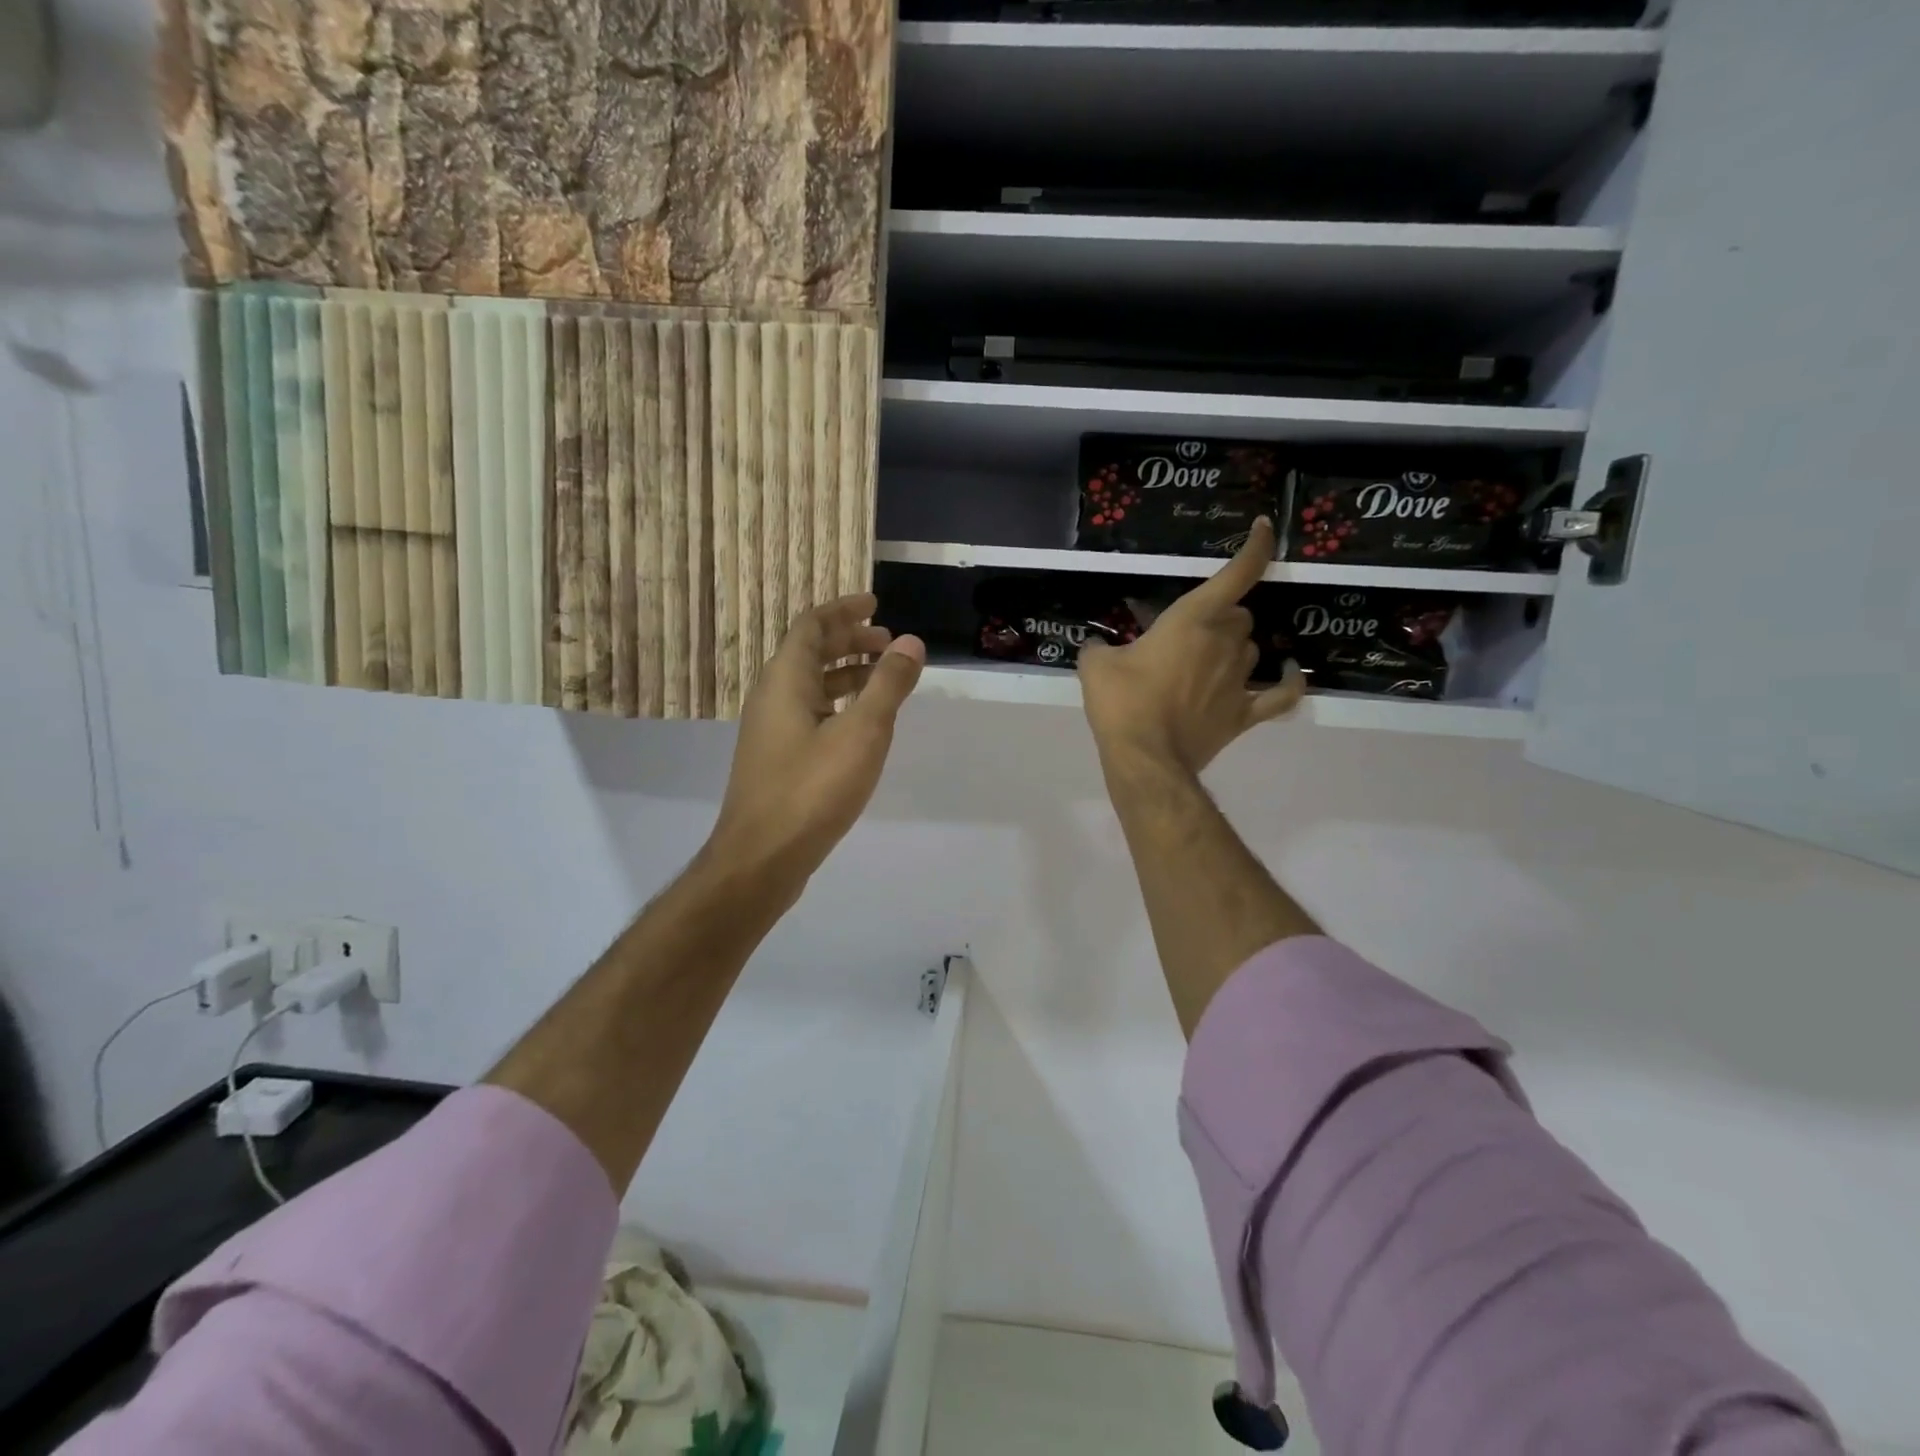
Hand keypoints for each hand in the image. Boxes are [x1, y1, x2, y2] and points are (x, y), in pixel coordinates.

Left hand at [707, 593, 924, 886]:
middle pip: (809, 651)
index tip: (877, 604)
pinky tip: (863, 725)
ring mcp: (772, 730)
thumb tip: (910, 642)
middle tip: (889, 642)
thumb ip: (888, 684)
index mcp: (785, 679)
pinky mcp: (778, 759)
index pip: (812, 625)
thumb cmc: (812, 789)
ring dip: (847, 673)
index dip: (844, 610)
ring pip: (811, 685)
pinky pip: (810, 713)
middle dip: (850, 640)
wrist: (761, 858)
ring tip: (885, 678)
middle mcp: (772, 696)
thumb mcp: (862, 732)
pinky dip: (839, 704)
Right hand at [1078, 518, 1303, 774]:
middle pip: (1238, 615)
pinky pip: (1281, 694)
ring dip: (1234, 646)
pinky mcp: (1245, 713)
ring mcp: (1241, 679)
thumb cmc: (1122, 704)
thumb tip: (1098, 645)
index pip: (1237, 574)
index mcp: (1193, 620)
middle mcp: (1226, 642)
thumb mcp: (1096, 666)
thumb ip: (1099, 647)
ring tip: (1207, 659)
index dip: (1255, 547)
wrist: (1145, 758)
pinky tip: (1288, 673)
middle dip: (1218, 617)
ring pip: (1251, 648)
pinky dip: (1288, 682)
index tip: (1262, 527)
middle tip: (1185, 634)